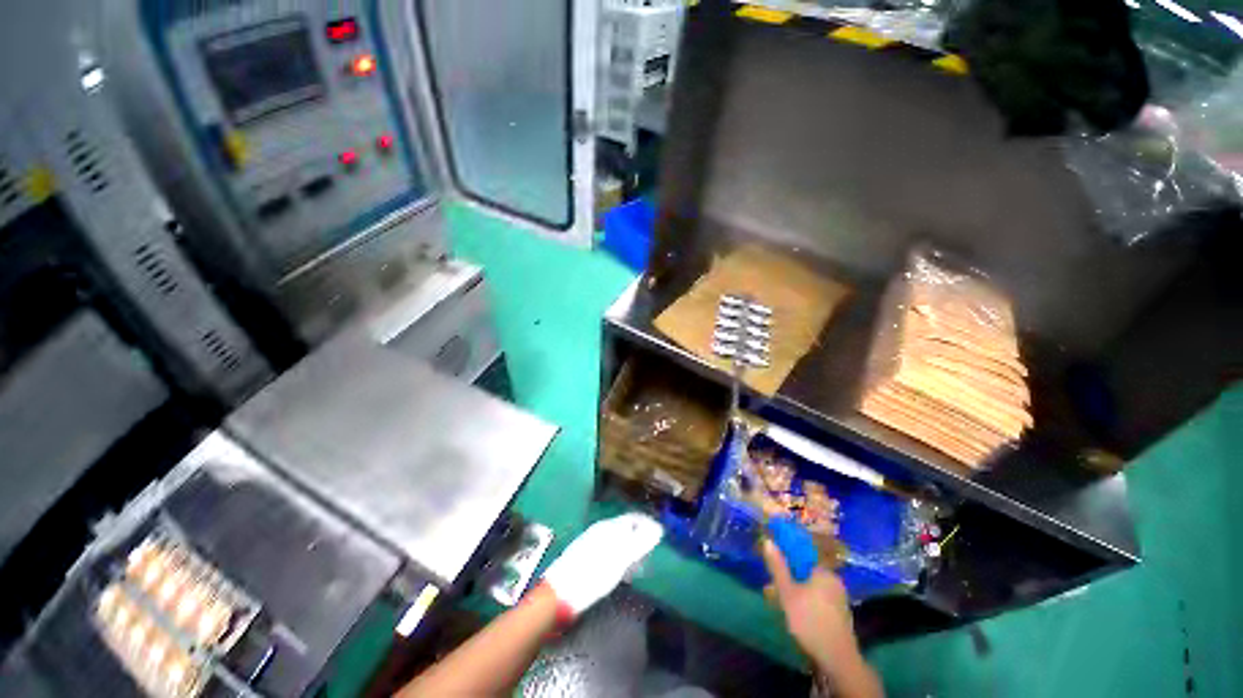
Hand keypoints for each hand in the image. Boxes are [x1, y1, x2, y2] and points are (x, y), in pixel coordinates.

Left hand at [541, 513, 662, 618]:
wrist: (559, 594)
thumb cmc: (593, 575)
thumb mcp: (621, 559)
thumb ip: (639, 542)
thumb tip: (658, 529)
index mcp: (609, 527)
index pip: (633, 518)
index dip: (648, 524)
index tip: (661, 536)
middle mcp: (600, 530)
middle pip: (625, 527)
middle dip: (640, 536)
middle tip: (651, 552)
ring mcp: (591, 542)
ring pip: (616, 538)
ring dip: (630, 547)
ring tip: (639, 564)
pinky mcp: (584, 556)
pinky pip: (608, 549)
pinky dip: (619, 556)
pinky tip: (620, 570)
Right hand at [762, 540, 882, 697]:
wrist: (837, 659)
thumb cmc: (810, 620)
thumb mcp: (788, 593)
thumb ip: (778, 567)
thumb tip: (768, 541)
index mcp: (823, 571)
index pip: (802, 554)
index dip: (787, 555)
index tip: (774, 560)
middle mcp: (834, 580)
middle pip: (806, 571)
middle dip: (789, 576)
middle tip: (773, 584)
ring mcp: (838, 598)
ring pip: (812, 586)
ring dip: (796, 590)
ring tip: (780, 600)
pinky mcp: (839, 614)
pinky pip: (819, 599)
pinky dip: (806, 601)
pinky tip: (796, 612)